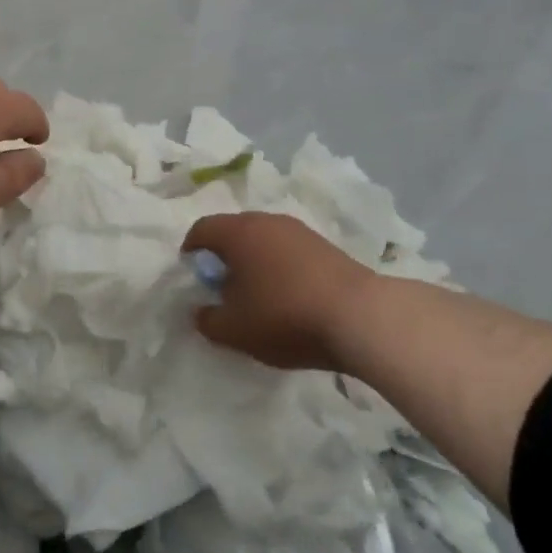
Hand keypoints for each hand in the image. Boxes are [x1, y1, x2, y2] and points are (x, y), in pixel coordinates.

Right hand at [182, 212, 376, 371]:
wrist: (360, 316)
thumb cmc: (284, 316)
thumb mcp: (234, 330)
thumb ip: (208, 320)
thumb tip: (200, 311)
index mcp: (238, 232)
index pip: (202, 228)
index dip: (191, 249)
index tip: (190, 271)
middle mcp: (267, 222)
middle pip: (234, 230)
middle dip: (223, 254)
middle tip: (221, 284)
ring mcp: (300, 231)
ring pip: (264, 239)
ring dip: (254, 260)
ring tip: (256, 292)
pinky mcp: (326, 246)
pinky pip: (289, 250)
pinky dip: (280, 266)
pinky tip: (287, 295)